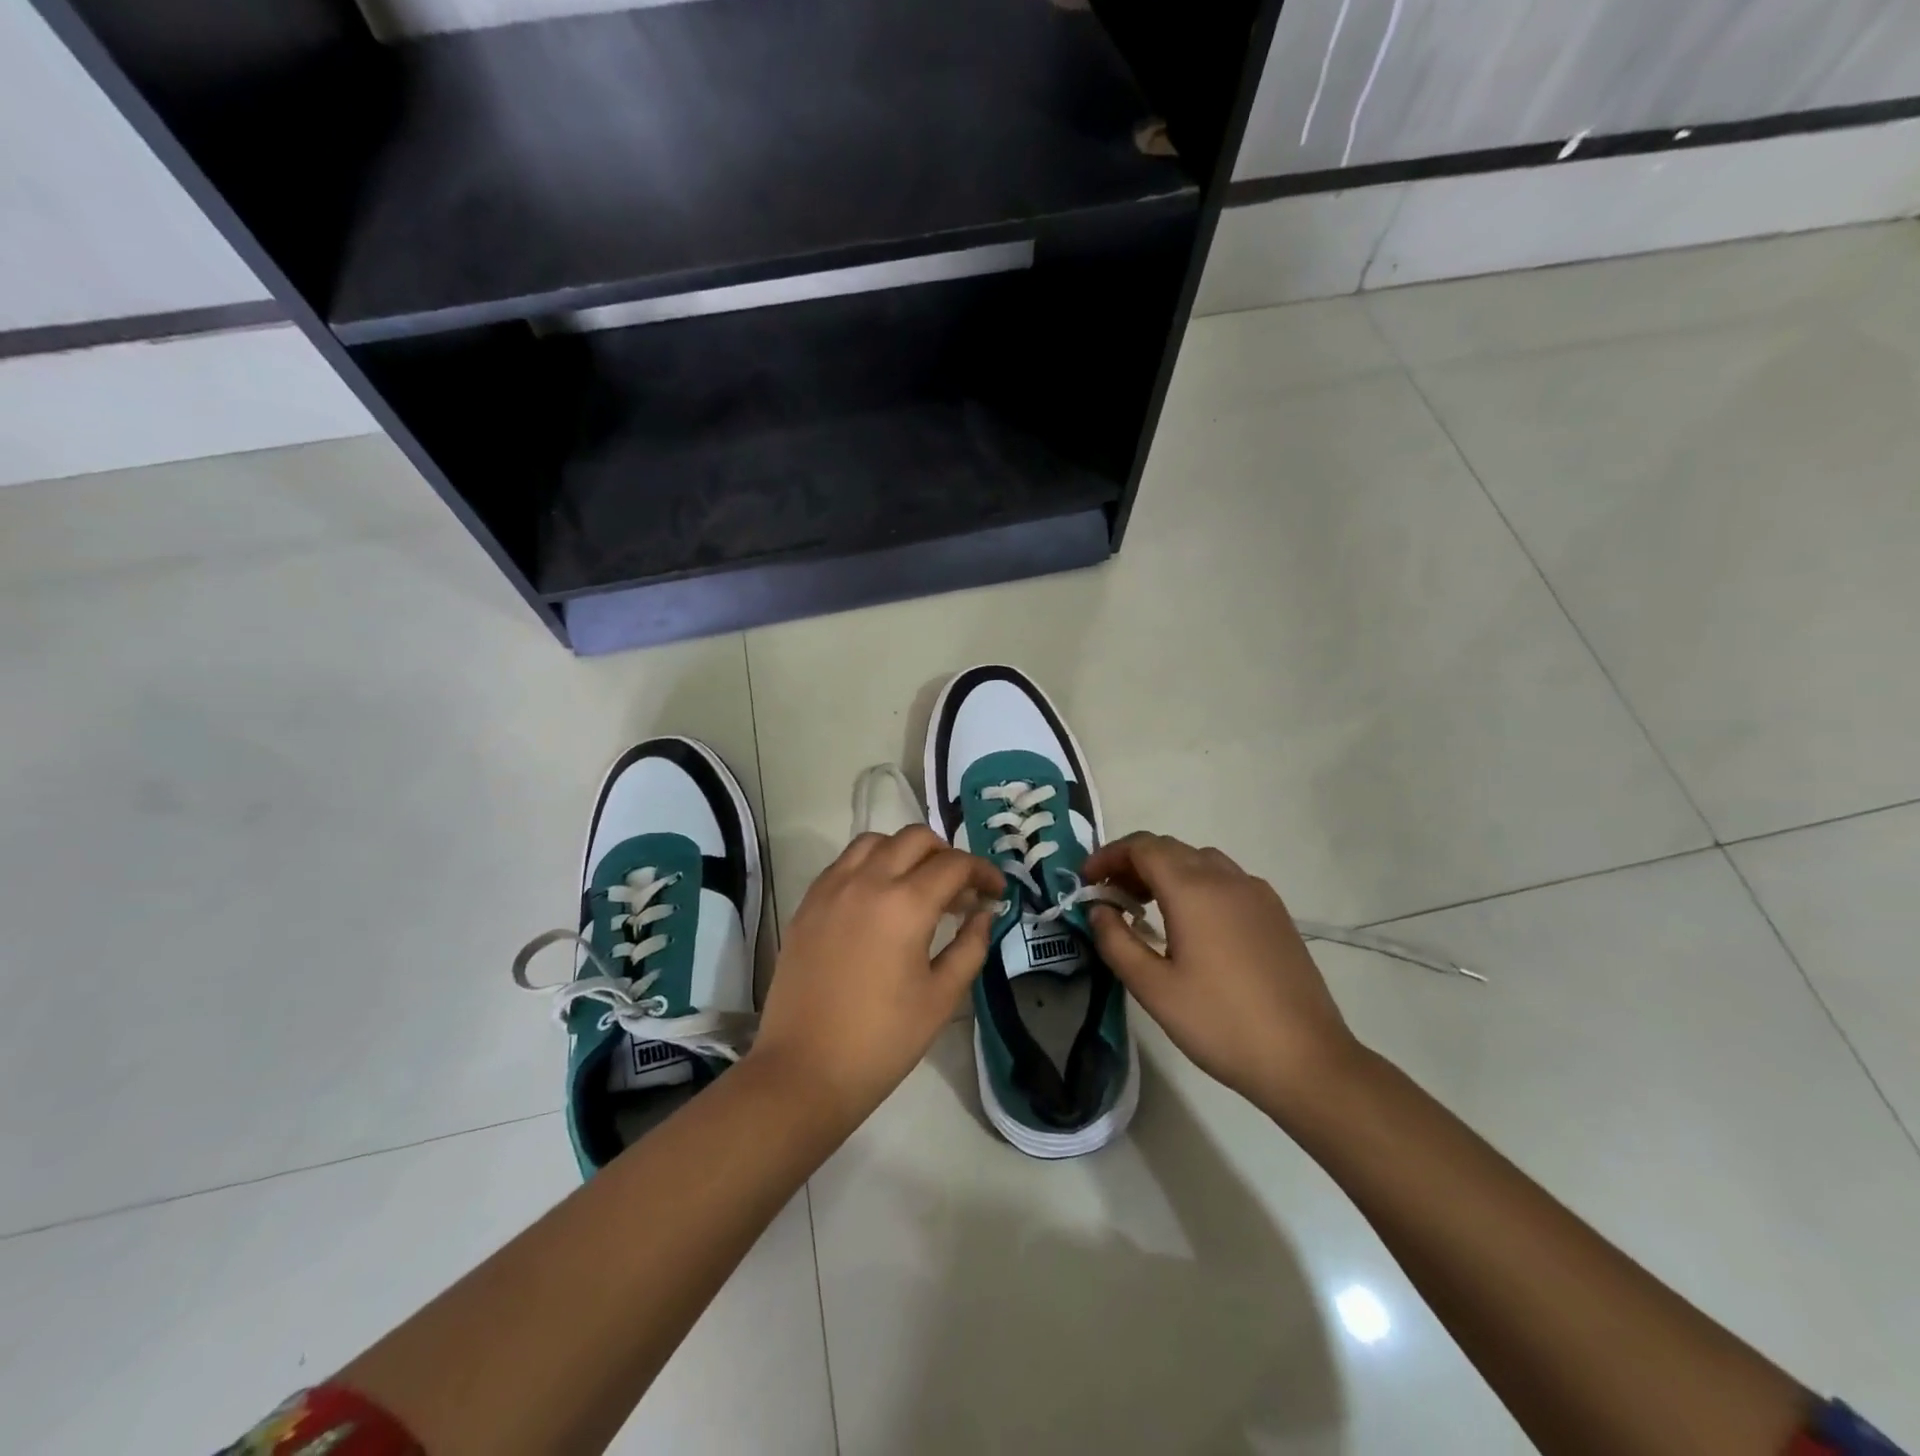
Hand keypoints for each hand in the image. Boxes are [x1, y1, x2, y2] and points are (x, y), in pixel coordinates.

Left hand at [750, 827, 1002, 1128]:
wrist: (804, 1070)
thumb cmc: (882, 1040)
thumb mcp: (941, 997)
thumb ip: (970, 946)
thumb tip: (983, 912)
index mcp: (905, 905)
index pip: (954, 865)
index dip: (983, 872)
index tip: (996, 891)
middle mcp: (867, 881)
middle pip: (915, 838)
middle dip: (947, 855)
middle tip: (960, 889)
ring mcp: (831, 888)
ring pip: (875, 841)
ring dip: (905, 851)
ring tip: (917, 885)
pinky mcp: (808, 903)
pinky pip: (844, 862)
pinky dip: (870, 863)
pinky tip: (878, 897)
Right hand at [1082, 832, 1362, 1122]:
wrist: (1306, 1059)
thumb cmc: (1220, 1023)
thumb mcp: (1153, 989)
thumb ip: (1117, 941)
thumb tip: (1099, 909)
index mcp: (1193, 890)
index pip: (1142, 847)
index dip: (1109, 856)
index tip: (1087, 881)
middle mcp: (1226, 878)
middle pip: (1170, 848)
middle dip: (1133, 862)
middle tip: (1110, 895)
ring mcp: (1257, 893)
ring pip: (1200, 861)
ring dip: (1166, 870)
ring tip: (1146, 906)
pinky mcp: (1275, 913)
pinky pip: (1226, 879)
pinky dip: (1196, 883)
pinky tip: (1191, 923)